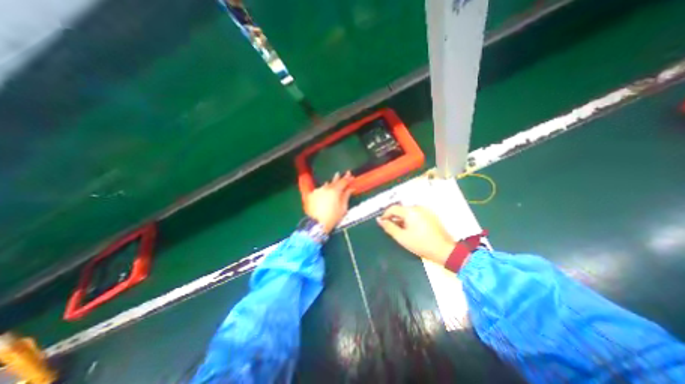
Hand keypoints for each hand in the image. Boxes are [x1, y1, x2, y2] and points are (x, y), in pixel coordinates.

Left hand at [308, 171, 355, 232]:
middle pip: (333, 181)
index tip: (351, 176)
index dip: (348, 179)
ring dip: (329, 184)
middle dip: (338, 178)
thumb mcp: (343, 208)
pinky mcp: (310, 195)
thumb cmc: (332, 218)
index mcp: (335, 191)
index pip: (343, 182)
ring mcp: (317, 191)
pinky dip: (322, 190)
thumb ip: (346, 196)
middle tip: (340, 173)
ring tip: (331, 182)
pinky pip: (318, 191)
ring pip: (325, 186)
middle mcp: (325, 188)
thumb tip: (351, 188)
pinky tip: (323, 191)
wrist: (316, 224)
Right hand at [377, 205, 456, 265]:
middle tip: (391, 229)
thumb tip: (379, 220)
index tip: (381, 223)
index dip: (385, 215)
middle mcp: (418, 207)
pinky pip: (416, 214)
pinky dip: (411, 220)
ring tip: (401, 231)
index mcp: (410, 211)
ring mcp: (426, 211)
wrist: (444, 250)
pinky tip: (411, 230)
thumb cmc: (420, 244)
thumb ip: (389, 227)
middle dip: (394, 218)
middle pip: (401, 210)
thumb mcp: (401, 237)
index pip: (393, 208)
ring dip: (402, 219)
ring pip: (409, 212)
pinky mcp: (431, 215)